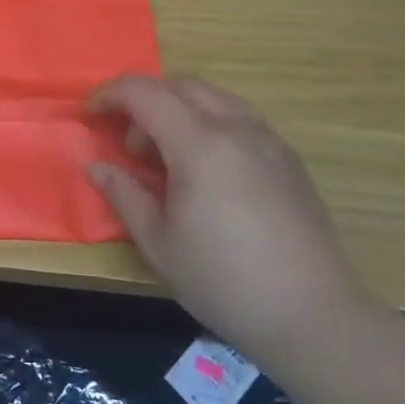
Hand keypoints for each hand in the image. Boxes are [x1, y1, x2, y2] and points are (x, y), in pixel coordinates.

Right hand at [86, 75, 375, 366]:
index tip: (89, 116)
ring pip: (213, 97)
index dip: (109, 95)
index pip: (145, 92)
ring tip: (166, 158)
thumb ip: (124, 194)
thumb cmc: (224, 282)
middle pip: (180, 85)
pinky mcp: (289, 160)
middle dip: (144, 100)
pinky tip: (205, 172)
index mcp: (200, 145)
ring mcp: (269, 142)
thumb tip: (97, 167)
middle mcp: (237, 130)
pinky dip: (208, 124)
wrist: (315, 318)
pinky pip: (239, 119)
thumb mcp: (158, 243)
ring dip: (178, 110)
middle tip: (129, 144)